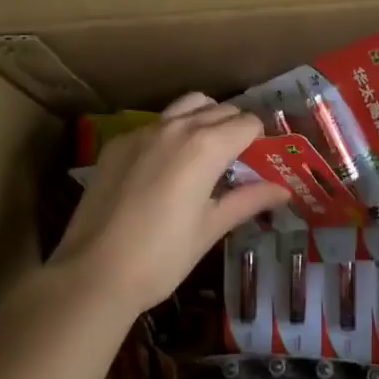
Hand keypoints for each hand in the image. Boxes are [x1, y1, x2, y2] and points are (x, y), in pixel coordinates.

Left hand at [51, 93, 288, 320]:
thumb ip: (248, 200)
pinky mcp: (117, 142)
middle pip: (220, 109)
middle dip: (235, 127)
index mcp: (207, 146)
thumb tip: (284, 190)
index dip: (260, 139)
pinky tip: (164, 166)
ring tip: (204, 151)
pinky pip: (155, 124)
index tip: (260, 160)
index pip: (248, 123)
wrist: (93, 273)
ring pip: (187, 106)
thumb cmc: (162, 256)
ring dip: (204, 118)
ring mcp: (143, 131)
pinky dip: (171, 132)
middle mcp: (177, 127)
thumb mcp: (211, 228)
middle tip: (237, 158)